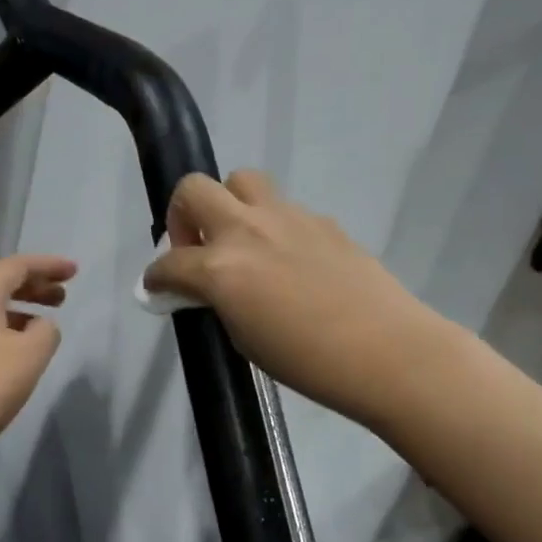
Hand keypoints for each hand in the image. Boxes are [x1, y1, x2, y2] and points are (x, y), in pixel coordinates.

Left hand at [0, 253, 75, 472]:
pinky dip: (5, 327)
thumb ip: (46, 332)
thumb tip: (40, 325)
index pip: (18, 265)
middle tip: (63, 295)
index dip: (49, 266)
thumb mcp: (29, 356)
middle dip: (35, 285)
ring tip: (46, 321)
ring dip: (21, 308)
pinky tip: (17, 348)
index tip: (75, 271)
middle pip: (1, 282)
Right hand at [144, 171, 447, 430]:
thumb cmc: (306, 361)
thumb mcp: (242, 337)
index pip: (168, 261)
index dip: (155, 276)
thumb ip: (217, 301)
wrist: (386, 350)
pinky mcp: (321, 220)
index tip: (157, 287)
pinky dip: (272, 225)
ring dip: (229, 203)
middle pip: (194, 189)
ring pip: (241, 180)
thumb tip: (206, 289)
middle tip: (195, 246)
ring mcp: (287, 217)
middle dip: (181, 214)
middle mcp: (246, 230)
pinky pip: (283, 208)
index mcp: (220, 267)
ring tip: (240, 239)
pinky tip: (289, 259)